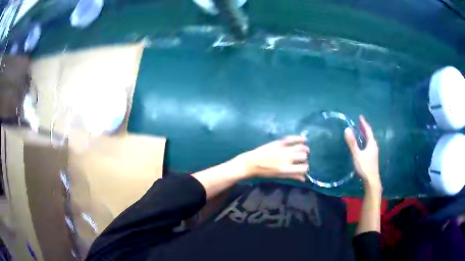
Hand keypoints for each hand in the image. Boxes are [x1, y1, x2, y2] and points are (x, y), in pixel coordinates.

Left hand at [233, 136, 309, 181]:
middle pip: (303, 157)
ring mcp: (283, 150)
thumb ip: (292, 176)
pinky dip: (299, 138)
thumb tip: (304, 178)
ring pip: (301, 147)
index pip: (303, 168)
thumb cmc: (265, 172)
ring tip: (304, 150)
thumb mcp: (279, 176)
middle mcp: (286, 159)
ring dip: (305, 149)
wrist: (251, 163)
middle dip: (304, 158)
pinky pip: (292, 139)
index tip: (303, 167)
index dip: (305, 168)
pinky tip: (303, 139)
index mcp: (286, 169)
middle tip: (301, 159)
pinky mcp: (279, 143)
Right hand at [344, 115, 380, 189]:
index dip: (364, 123)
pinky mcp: (372, 158)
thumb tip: (347, 129)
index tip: (360, 117)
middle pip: (369, 135)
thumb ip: (352, 143)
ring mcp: (373, 152)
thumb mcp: (357, 155)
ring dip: (365, 135)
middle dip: (364, 128)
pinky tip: (362, 145)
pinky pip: (368, 145)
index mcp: (371, 143)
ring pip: (369, 141)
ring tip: (360, 132)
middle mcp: (374, 146)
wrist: (371, 181)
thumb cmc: (365, 167)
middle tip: (359, 123)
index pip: (368, 130)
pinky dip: (365, 141)